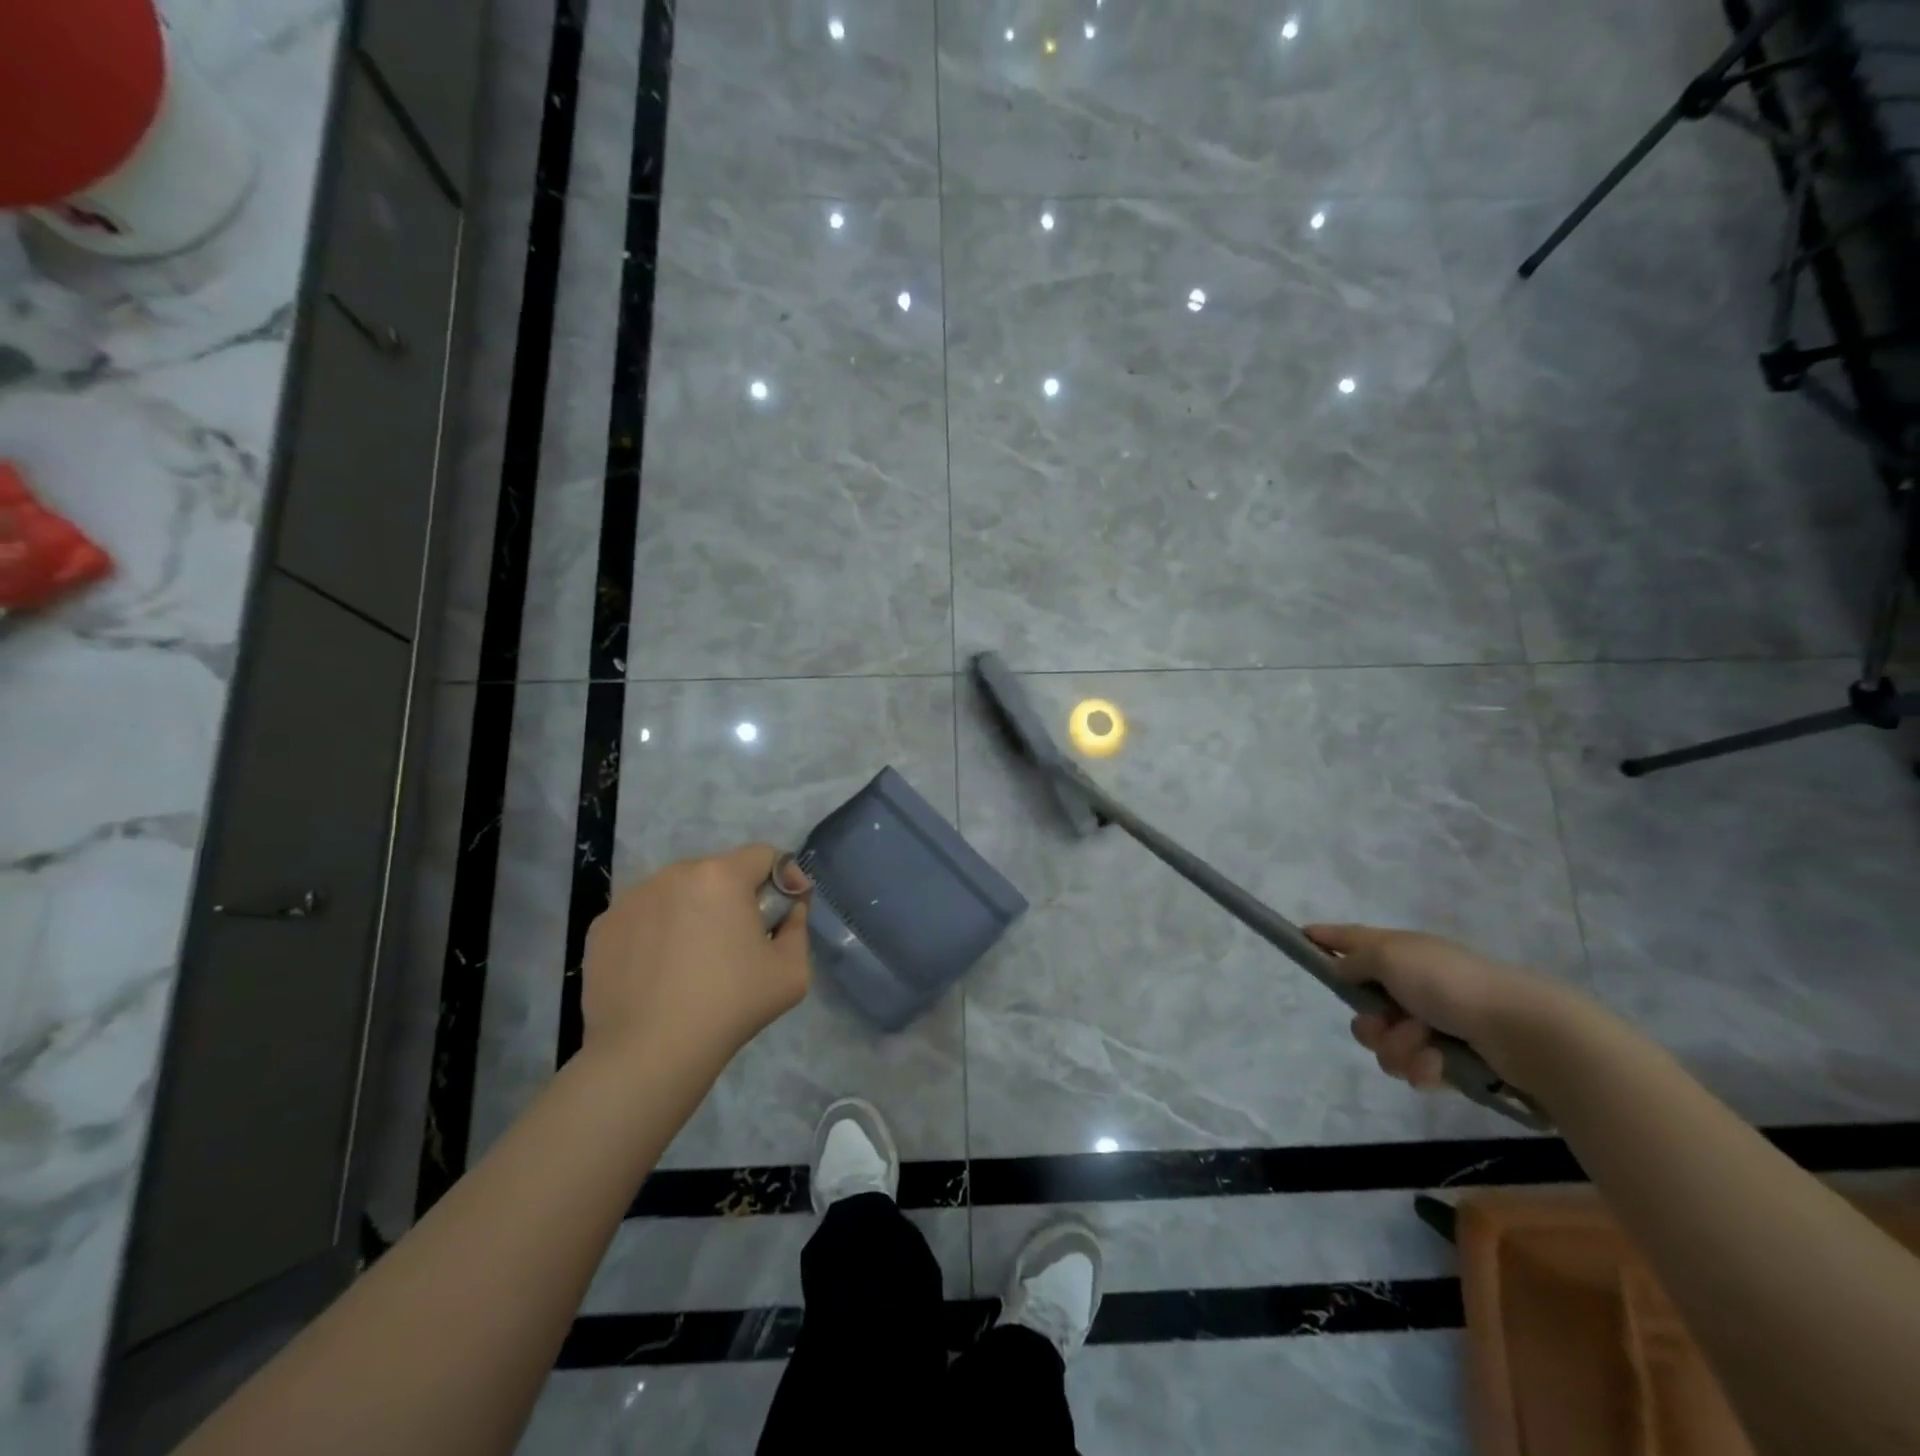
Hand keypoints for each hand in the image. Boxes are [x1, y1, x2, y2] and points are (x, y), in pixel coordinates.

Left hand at [581, 844, 810, 1075]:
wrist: (648, 1054)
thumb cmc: (729, 1006)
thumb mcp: (792, 972)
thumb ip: (798, 927)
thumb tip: (790, 909)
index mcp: (721, 876)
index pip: (763, 855)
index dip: (782, 877)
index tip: (786, 909)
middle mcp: (673, 874)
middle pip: (718, 872)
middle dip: (735, 896)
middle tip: (740, 939)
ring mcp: (632, 899)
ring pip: (677, 893)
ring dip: (694, 911)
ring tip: (695, 958)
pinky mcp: (603, 926)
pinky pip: (643, 916)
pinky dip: (657, 932)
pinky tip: (660, 971)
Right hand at [1305, 923, 1569, 1091]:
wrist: (1521, 1031)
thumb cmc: (1449, 983)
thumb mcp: (1390, 956)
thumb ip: (1356, 960)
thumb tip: (1341, 967)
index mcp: (1400, 953)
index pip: (1352, 939)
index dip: (1326, 937)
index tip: (1301, 937)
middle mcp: (1413, 985)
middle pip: (1363, 1007)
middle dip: (1369, 1023)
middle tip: (1385, 1022)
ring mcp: (1433, 1023)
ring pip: (1385, 1044)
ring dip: (1398, 1048)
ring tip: (1425, 1047)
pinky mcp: (1451, 1059)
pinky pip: (1414, 1069)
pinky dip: (1423, 1068)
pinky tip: (1441, 1065)